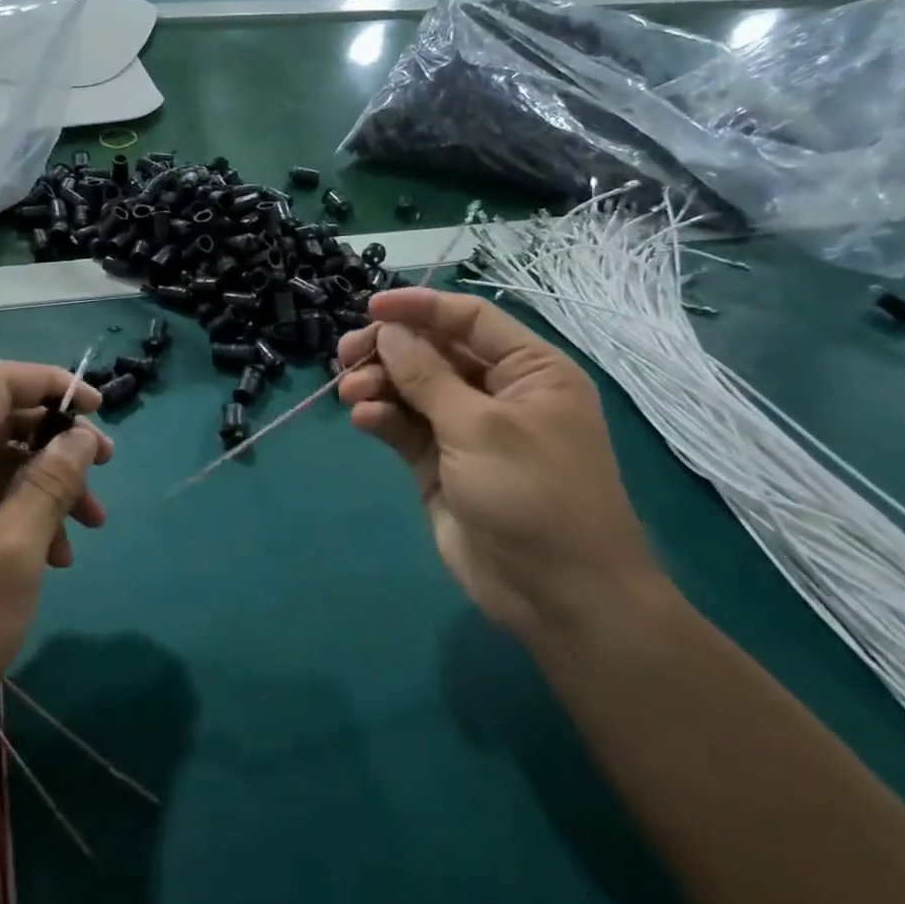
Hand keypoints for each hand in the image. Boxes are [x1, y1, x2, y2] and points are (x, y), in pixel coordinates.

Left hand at [0, 362, 112, 773]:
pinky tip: (46, 560)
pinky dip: (15, 518)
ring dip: (42, 489)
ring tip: (82, 536)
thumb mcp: (12, 553)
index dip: (54, 385)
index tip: (100, 414)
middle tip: (103, 477)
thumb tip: (80, 436)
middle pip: (0, 424)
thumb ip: (50, 484)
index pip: (0, 382)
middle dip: (57, 446)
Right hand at [338, 288, 663, 637]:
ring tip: (350, 393)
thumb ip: (428, 376)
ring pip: (412, 389)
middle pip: (433, 352)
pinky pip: (405, 427)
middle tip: (346, 355)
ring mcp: (466, 430)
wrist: (558, 596)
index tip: (370, 307)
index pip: (469, 319)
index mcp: (530, 370)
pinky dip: (382, 418)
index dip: (420, 308)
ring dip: (379, 384)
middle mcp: (498, 392)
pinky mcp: (440, 464)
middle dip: (389, 349)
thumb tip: (389, 330)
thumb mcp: (480, 427)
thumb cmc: (534, 495)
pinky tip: (364, 419)